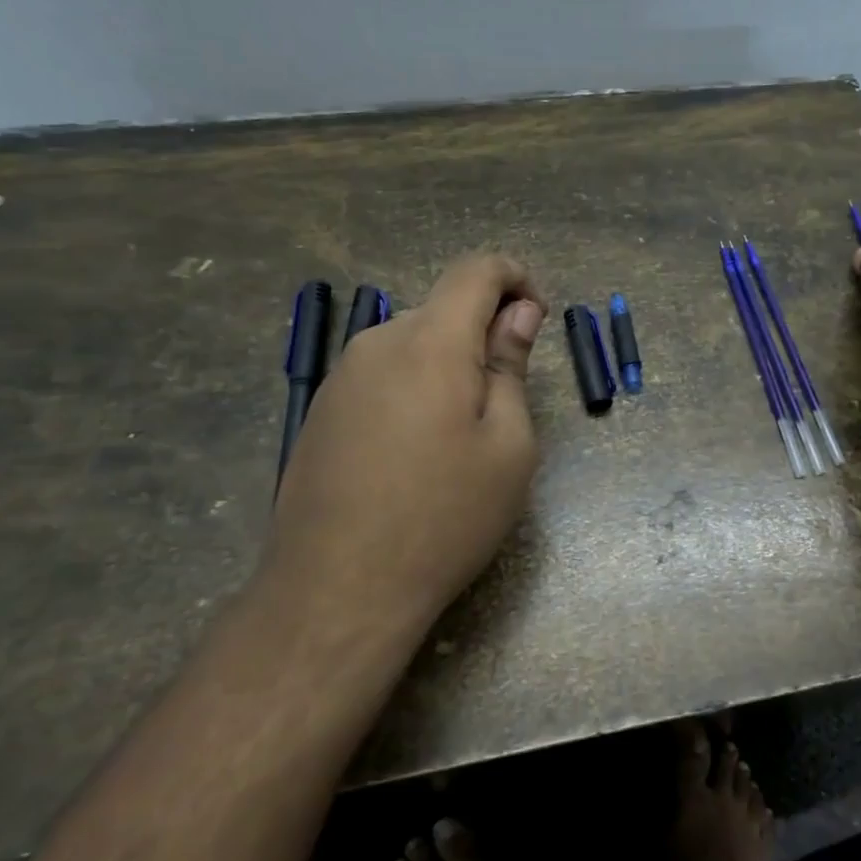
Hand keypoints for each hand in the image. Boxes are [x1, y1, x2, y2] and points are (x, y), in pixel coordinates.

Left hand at [263, 254, 544, 627]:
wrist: (338, 589)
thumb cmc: (445, 516)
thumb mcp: (508, 446)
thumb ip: (511, 367)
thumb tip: (518, 313)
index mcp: (431, 342)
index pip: (476, 270)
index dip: (515, 278)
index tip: (537, 319)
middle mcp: (378, 343)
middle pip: (443, 309)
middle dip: (484, 334)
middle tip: (507, 404)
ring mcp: (342, 377)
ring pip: (412, 344)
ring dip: (449, 366)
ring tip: (462, 439)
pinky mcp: (323, 410)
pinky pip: (383, 376)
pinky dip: (416, 390)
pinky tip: (417, 454)